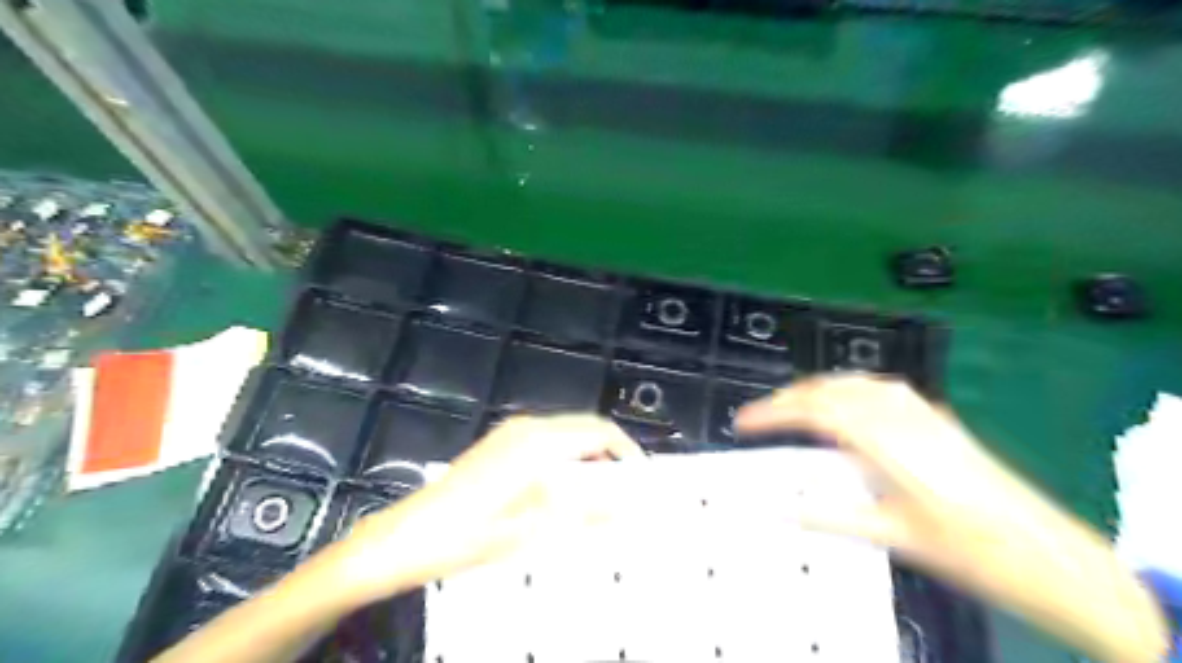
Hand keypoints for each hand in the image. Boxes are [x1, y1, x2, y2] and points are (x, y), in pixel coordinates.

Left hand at [331, 417, 645, 603]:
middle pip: (584, 429)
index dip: (626, 451)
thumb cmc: (468, 535)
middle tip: (624, 493)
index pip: (598, 431)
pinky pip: (547, 443)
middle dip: (610, 455)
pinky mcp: (499, 444)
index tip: (642, 479)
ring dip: (588, 460)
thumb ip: (585, 513)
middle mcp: (528, 428)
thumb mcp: (532, 531)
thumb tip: (628, 505)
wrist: (405, 537)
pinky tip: (562, 492)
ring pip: (566, 435)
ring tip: (598, 498)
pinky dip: (566, 461)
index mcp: (539, 442)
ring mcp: (510, 433)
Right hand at [736, 375, 1164, 662]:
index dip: (772, 413)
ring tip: (790, 408)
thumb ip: (828, 516)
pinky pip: (877, 387)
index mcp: (886, 442)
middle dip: (786, 399)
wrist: (1046, 552)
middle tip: (759, 418)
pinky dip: (845, 389)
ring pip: (853, 382)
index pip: (814, 411)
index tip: (742, 422)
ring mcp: (920, 411)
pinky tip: (842, 404)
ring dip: (814, 390)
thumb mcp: (891, 536)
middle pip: (830, 390)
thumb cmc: (968, 548)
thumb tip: (775, 510)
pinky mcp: (933, 416)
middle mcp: (900, 415)